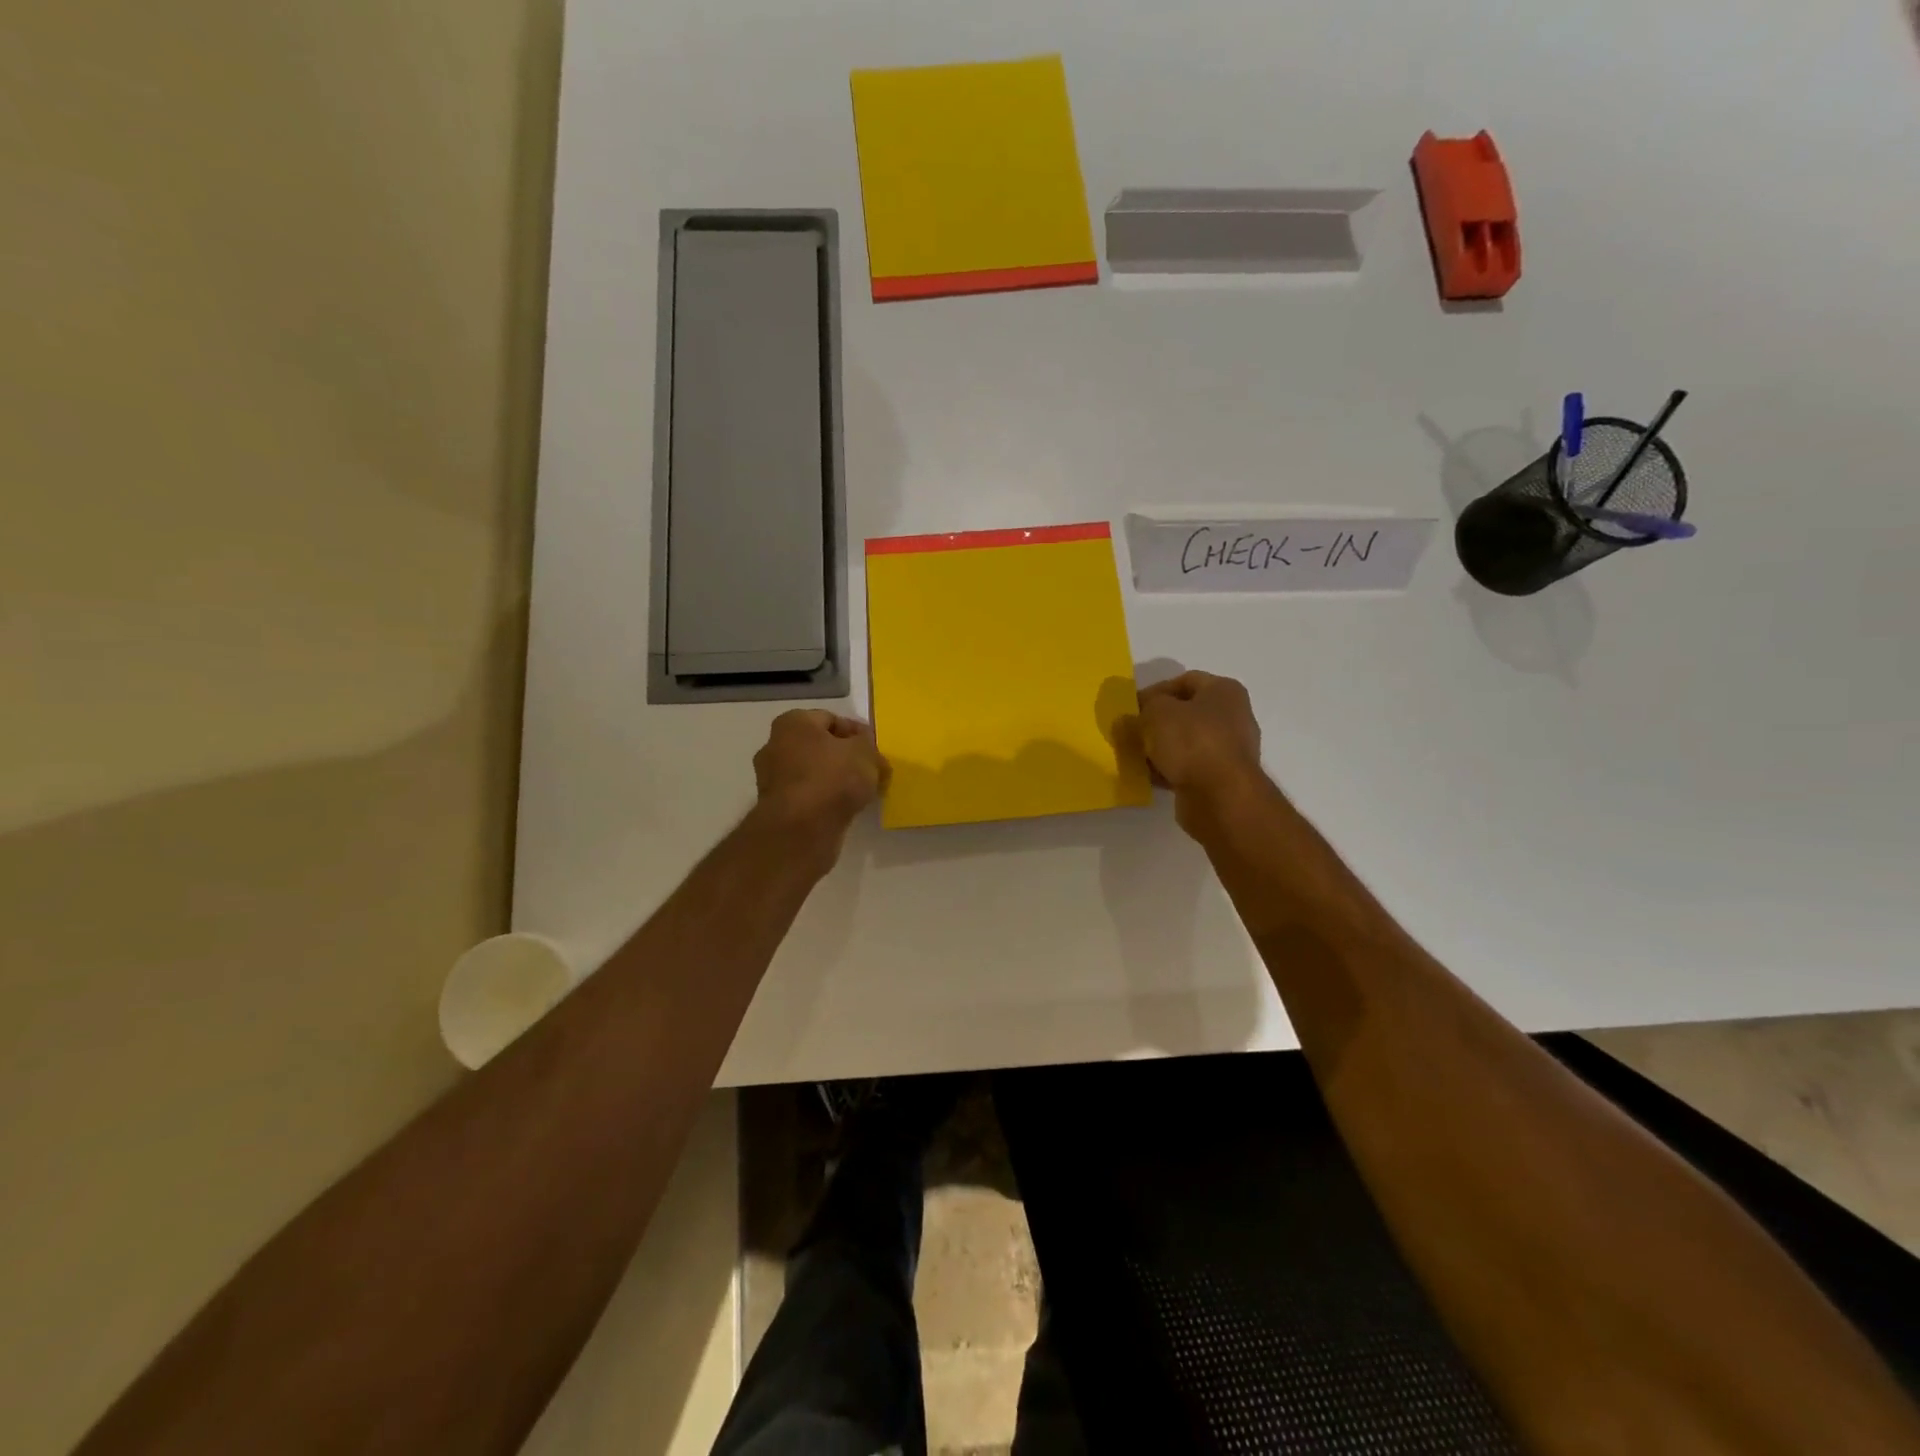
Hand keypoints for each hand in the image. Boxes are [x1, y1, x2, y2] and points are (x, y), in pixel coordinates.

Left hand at [752, 710, 888, 863]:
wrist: (801, 830)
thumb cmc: (832, 778)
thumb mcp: (865, 753)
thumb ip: (868, 745)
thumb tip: (866, 749)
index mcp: (792, 723)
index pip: (831, 719)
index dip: (856, 733)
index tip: (875, 750)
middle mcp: (775, 745)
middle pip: (820, 746)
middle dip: (845, 757)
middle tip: (870, 771)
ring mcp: (772, 778)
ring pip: (813, 772)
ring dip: (835, 780)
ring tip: (861, 793)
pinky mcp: (776, 807)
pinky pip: (807, 796)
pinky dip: (825, 799)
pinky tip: (844, 809)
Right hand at [1135, 671, 1266, 826]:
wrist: (1220, 797)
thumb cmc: (1191, 742)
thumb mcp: (1156, 712)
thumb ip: (1143, 708)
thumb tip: (1135, 716)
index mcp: (1224, 691)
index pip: (1184, 680)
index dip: (1155, 691)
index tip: (1133, 707)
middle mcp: (1233, 717)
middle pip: (1186, 713)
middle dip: (1156, 722)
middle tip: (1132, 732)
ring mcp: (1230, 750)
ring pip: (1186, 742)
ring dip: (1161, 748)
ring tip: (1136, 756)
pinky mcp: (1222, 778)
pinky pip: (1189, 767)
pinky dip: (1170, 769)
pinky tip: (1150, 776)